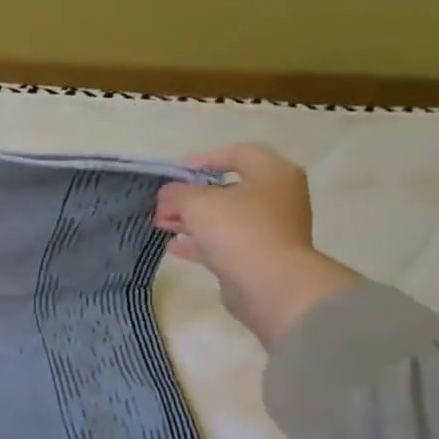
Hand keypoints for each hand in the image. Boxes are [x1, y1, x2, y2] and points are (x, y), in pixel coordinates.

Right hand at [153, 144, 361, 347]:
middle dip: (190, 196)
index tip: (174, 173)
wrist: (270, 284)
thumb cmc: (238, 230)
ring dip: (191, 219)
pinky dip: (200, 241)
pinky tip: (173, 245)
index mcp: (272, 173)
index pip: (237, 154)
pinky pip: (226, 241)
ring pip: (224, 217)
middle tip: (163, 204)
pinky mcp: (260, 255)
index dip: (203, 160)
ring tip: (161, 224)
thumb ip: (177, 193)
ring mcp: (270, 228)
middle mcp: (277, 196)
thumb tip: (168, 193)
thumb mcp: (198, 203)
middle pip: (228, 188)